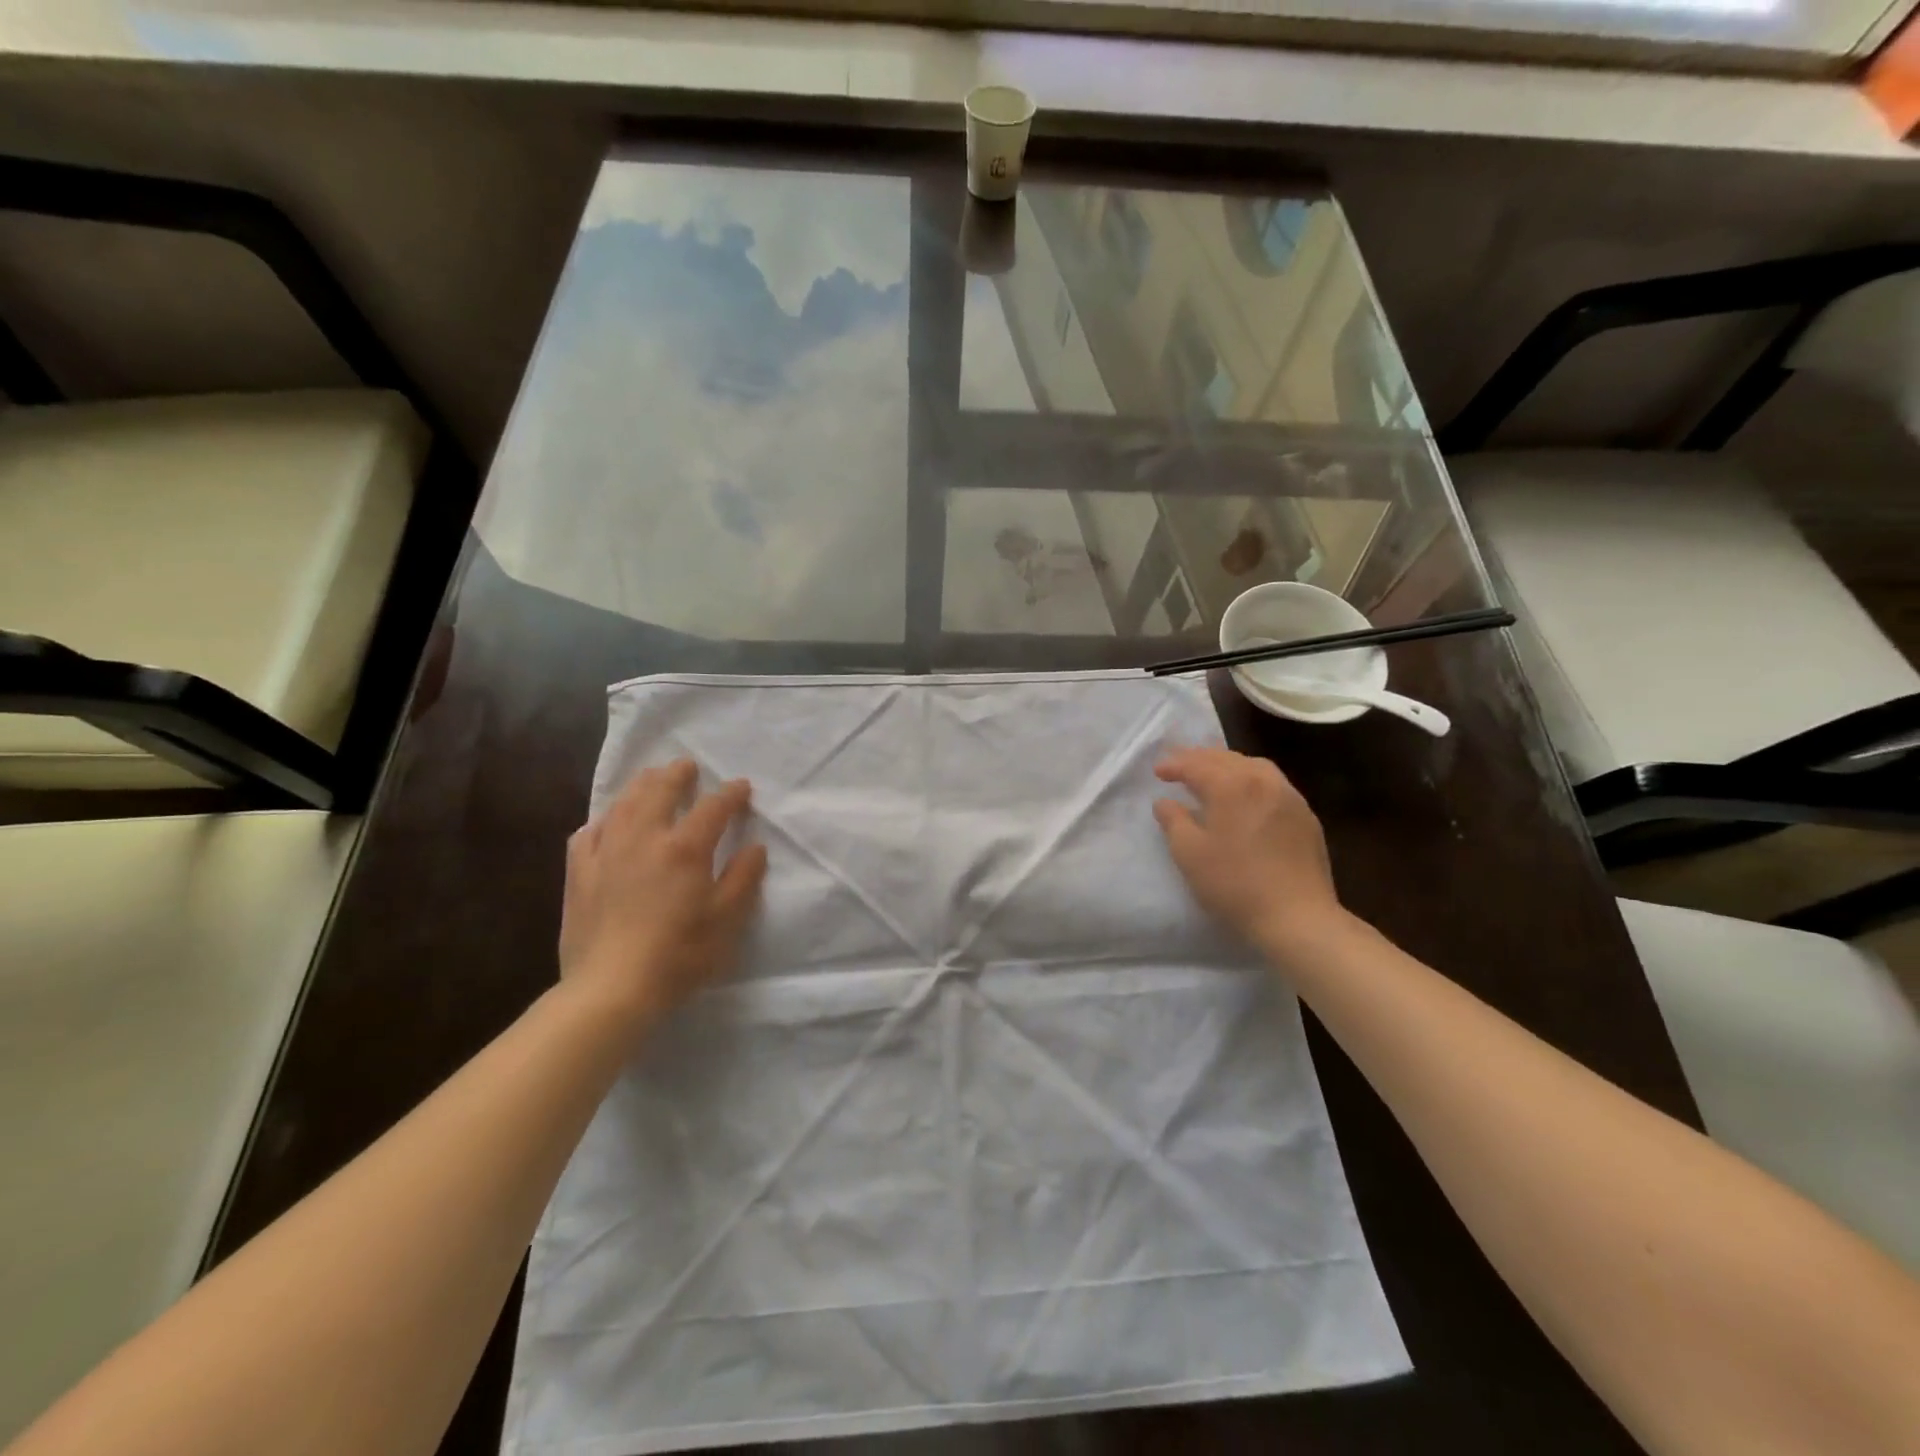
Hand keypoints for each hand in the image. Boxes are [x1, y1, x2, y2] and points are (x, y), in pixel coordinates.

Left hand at [559, 759, 767, 1029]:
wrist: (611, 989)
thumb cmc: (678, 955)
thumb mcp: (726, 920)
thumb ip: (743, 878)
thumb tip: (754, 847)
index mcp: (685, 848)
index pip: (713, 808)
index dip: (730, 794)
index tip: (741, 787)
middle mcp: (644, 839)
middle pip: (660, 791)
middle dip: (677, 774)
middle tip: (687, 766)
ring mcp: (606, 853)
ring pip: (622, 805)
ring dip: (640, 786)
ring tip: (651, 778)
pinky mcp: (579, 874)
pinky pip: (588, 834)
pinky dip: (603, 821)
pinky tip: (607, 824)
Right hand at [1153, 747, 1346, 955]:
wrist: (1297, 917)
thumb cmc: (1235, 884)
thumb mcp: (1189, 854)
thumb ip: (1173, 821)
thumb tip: (1165, 802)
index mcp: (1232, 785)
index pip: (1197, 765)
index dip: (1174, 765)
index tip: (1157, 771)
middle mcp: (1263, 781)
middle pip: (1226, 759)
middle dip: (1200, 758)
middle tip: (1180, 764)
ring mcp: (1289, 797)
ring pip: (1254, 767)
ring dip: (1228, 765)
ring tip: (1213, 774)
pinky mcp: (1306, 816)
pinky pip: (1273, 784)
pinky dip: (1251, 780)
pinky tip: (1246, 796)